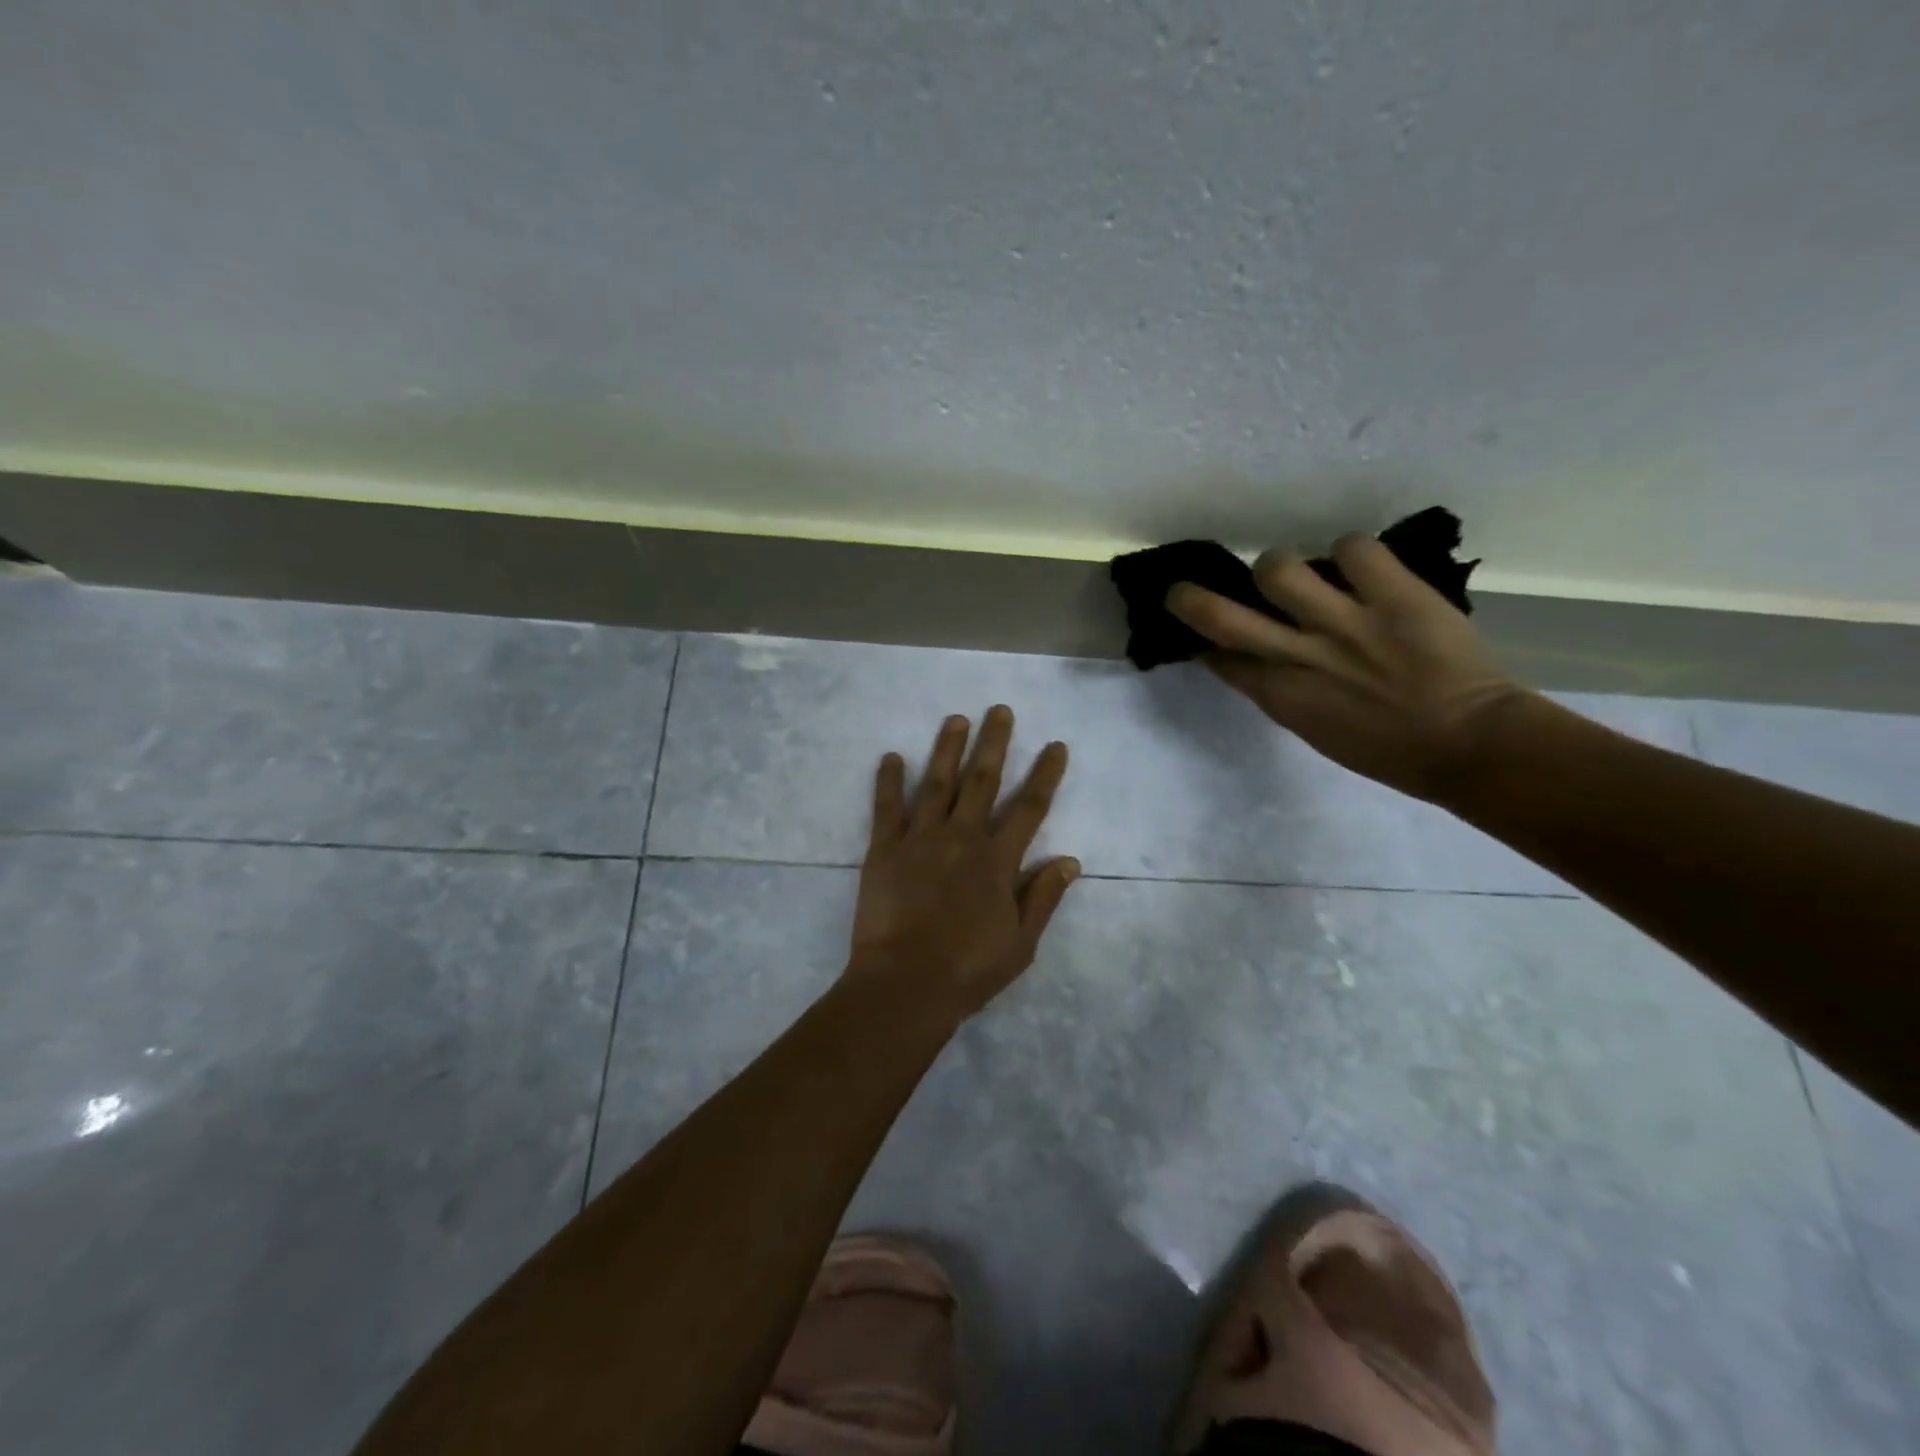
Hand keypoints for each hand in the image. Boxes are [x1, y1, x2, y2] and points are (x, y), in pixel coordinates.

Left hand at [848, 705, 1079, 1023]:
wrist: (905, 985)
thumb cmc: (968, 970)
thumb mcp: (1021, 942)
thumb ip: (1043, 897)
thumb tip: (1070, 860)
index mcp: (997, 861)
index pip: (1030, 808)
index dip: (1045, 774)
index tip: (1055, 745)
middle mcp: (962, 838)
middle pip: (983, 781)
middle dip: (994, 743)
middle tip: (1000, 710)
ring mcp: (920, 839)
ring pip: (937, 783)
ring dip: (948, 748)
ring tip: (957, 719)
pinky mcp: (883, 849)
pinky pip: (886, 807)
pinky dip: (888, 780)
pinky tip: (891, 756)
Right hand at [1167, 534, 1526, 803]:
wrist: (1471, 745)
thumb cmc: (1389, 751)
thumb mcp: (1316, 730)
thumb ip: (1282, 693)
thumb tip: (1257, 663)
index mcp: (1280, 696)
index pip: (1220, 658)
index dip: (1204, 643)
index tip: (1205, 636)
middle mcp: (1300, 655)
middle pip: (1220, 615)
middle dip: (1190, 599)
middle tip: (1184, 589)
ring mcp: (1345, 622)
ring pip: (1278, 567)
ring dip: (1279, 566)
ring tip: (1301, 574)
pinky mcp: (1394, 595)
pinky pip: (1354, 547)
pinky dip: (1352, 552)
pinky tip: (1361, 567)